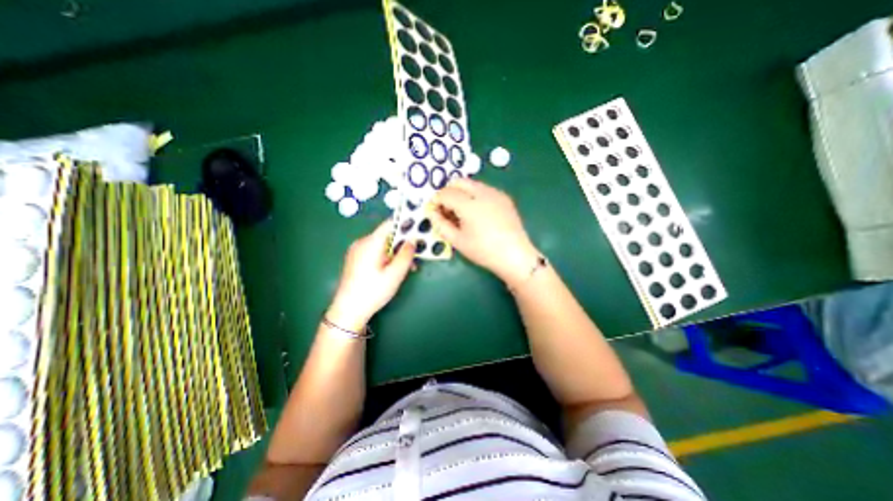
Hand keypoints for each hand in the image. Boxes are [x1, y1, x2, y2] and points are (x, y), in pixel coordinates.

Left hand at [328, 219, 414, 330]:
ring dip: (396, 252)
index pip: (389, 224)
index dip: (405, 224)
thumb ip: (406, 255)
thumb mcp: (394, 275)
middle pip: (387, 235)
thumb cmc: (373, 292)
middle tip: (415, 257)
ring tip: (407, 268)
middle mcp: (362, 242)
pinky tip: (393, 270)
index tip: (419, 228)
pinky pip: (375, 251)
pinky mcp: (356, 259)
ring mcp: (357, 250)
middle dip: (403, 244)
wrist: (347, 311)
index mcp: (370, 243)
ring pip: (382, 245)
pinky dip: (387, 257)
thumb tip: (413, 239)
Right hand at [432, 179, 535, 288]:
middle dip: (449, 191)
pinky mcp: (504, 197)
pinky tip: (477, 211)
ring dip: (462, 192)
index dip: (436, 200)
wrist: (514, 255)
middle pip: (459, 181)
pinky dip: (475, 195)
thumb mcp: (457, 241)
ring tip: (462, 211)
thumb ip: (440, 224)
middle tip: (447, 208)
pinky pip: (484, 189)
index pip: (446, 193)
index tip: (435, 210)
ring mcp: (495, 193)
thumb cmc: (483, 251)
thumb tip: (431, 212)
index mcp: (469, 205)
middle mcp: (482, 193)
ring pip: (472, 184)